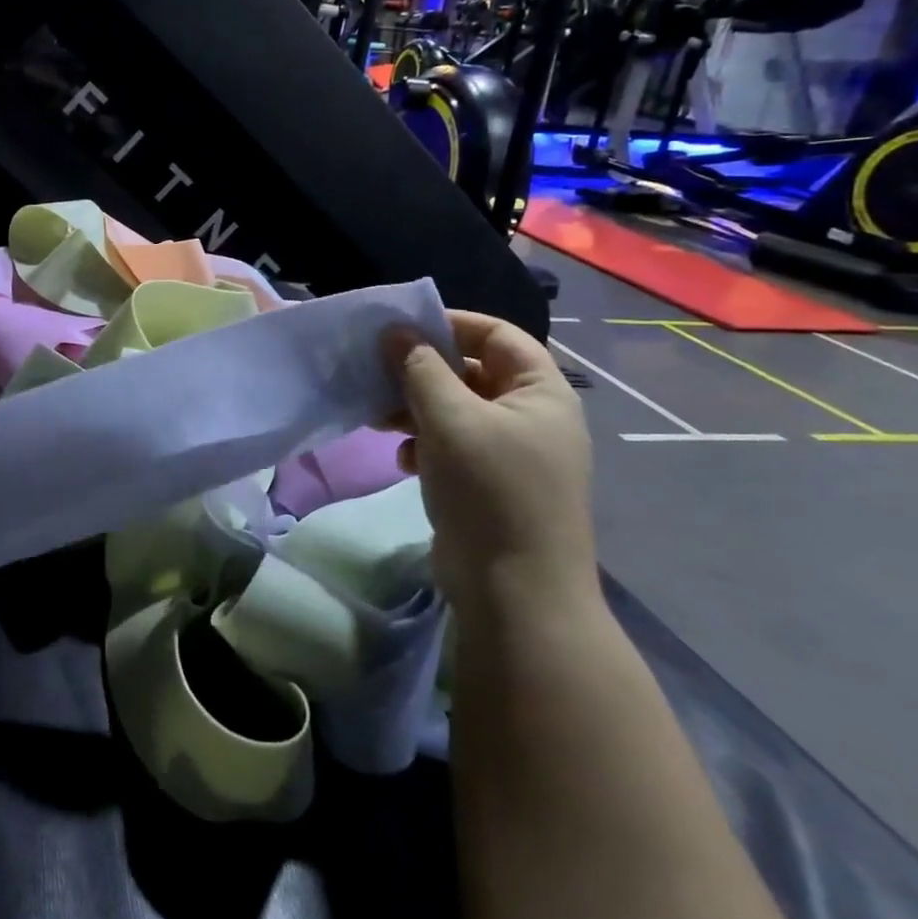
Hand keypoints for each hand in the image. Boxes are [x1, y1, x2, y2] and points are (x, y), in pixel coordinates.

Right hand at [381, 311, 596, 626]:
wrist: (516, 594)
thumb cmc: (490, 491)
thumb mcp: (450, 420)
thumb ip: (419, 369)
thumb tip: (394, 330)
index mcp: (540, 392)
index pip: (496, 334)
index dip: (449, 324)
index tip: (399, 329)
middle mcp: (531, 416)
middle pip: (471, 371)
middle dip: (421, 371)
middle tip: (376, 373)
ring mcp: (511, 453)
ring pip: (456, 410)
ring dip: (415, 408)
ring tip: (377, 417)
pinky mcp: (489, 483)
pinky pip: (452, 446)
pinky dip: (424, 443)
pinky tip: (402, 458)